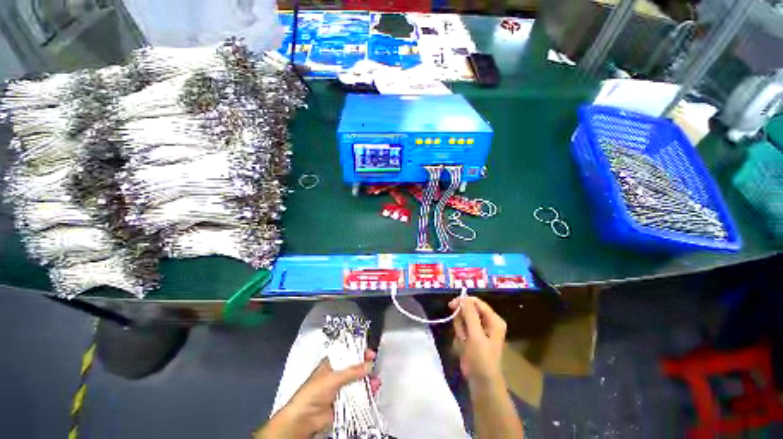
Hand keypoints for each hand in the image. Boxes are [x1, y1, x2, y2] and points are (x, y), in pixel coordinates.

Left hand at [257, 350, 379, 438]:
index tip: (370, 353)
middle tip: (375, 366)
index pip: (349, 353)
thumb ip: (352, 371)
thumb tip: (368, 365)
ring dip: (368, 380)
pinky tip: (373, 390)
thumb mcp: (333, 378)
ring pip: (358, 381)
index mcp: (333, 363)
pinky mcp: (345, 402)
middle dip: (366, 366)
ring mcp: (342, 388)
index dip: (360, 352)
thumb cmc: (314, 392)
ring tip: (376, 381)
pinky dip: (367, 393)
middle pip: (355, 367)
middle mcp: (338, 374)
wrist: (305, 418)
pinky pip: (358, 395)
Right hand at [449, 296, 506, 385]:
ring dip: (460, 328)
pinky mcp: (474, 336)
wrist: (482, 382)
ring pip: (464, 318)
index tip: (451, 305)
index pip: (477, 302)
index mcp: (494, 320)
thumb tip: (463, 297)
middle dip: (462, 319)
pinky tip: (463, 344)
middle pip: (470, 310)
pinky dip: (460, 334)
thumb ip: (469, 314)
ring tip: (463, 340)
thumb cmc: (481, 358)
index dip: (464, 301)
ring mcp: (481, 329)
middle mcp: (488, 322)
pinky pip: (463, 327)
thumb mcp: (475, 335)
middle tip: (461, 332)